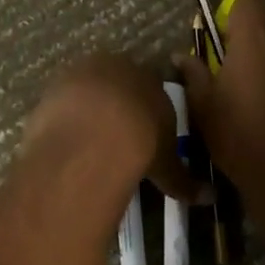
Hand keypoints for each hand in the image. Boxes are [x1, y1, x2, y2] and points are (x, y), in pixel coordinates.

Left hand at [22, 54, 206, 204]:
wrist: (98, 135)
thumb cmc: (143, 143)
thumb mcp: (167, 164)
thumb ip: (184, 179)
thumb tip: (210, 198)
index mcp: (149, 76)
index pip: (150, 86)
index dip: (145, 110)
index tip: (141, 132)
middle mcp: (117, 66)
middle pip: (116, 83)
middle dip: (115, 106)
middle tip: (112, 138)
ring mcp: (82, 72)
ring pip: (86, 90)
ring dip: (86, 111)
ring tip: (85, 144)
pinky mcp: (54, 86)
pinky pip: (60, 103)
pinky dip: (62, 120)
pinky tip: (63, 145)